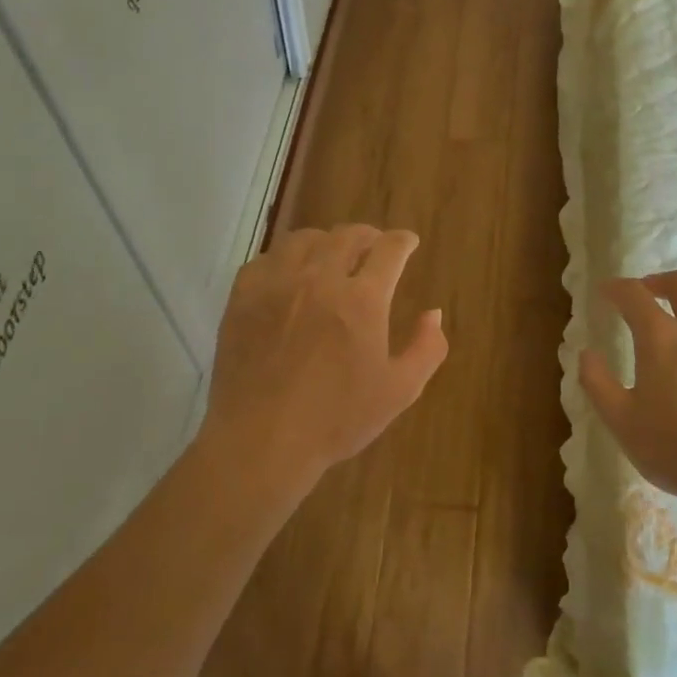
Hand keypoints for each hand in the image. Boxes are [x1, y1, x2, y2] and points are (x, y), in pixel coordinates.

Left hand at [200, 225, 447, 490]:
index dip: (402, 241)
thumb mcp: (399, 391)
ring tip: (331, 254)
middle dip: (367, 235)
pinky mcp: (242, 298)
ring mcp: (277, 285)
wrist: (262, 440)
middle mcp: (320, 279)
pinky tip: (289, 274)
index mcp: (362, 300)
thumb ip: (426, 348)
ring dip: (326, 241)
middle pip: (346, 236)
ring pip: (304, 240)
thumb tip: (434, 313)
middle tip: (373, 246)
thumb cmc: (336, 419)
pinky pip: (265, 259)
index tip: (407, 242)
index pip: (389, 249)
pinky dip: (284, 259)